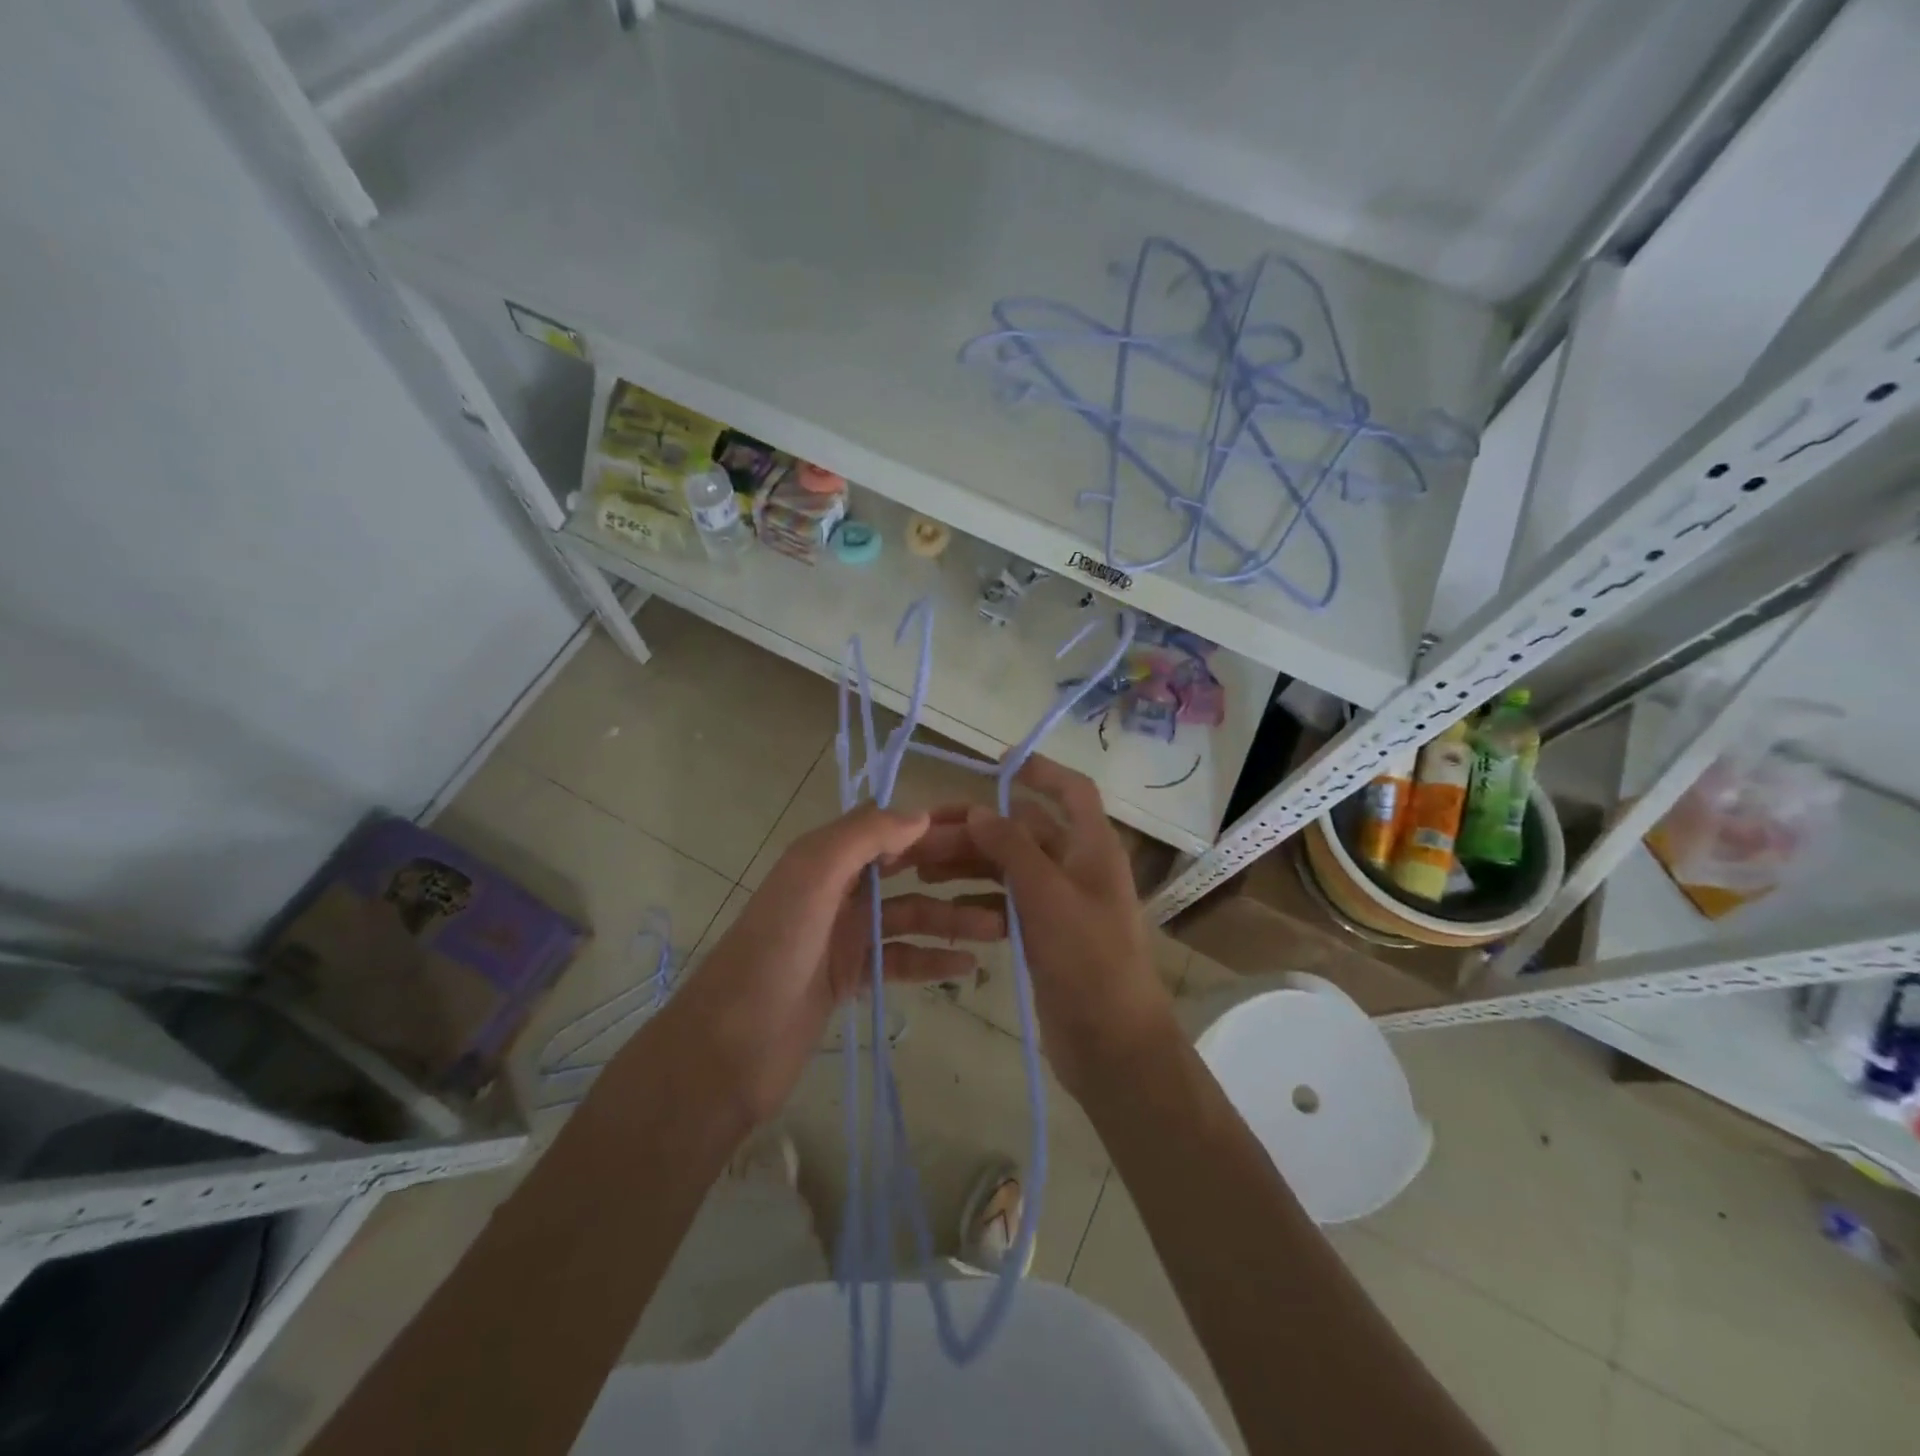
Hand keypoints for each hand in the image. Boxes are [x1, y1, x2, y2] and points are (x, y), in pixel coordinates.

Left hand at [662, 805, 1007, 1128]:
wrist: (727, 1050)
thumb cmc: (772, 953)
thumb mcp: (811, 878)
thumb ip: (862, 837)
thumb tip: (921, 814)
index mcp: (827, 857)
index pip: (893, 826)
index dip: (939, 822)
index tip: (991, 825)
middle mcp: (838, 889)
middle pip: (908, 868)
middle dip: (956, 868)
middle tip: (1012, 876)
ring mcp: (845, 934)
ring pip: (911, 916)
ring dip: (954, 918)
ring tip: (1003, 928)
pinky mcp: (850, 977)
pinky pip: (902, 959)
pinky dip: (932, 960)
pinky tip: (967, 967)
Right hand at [908, 757, 1176, 1097]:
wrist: (1112, 1044)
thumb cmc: (1088, 960)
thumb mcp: (1047, 895)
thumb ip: (1013, 847)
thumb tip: (981, 810)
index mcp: (1092, 848)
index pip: (1072, 791)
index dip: (1040, 771)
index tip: (997, 763)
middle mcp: (1078, 867)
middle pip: (1026, 830)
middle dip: (979, 828)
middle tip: (924, 837)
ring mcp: (1062, 903)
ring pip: (1011, 867)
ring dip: (972, 862)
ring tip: (923, 871)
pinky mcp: (1046, 935)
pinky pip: (1008, 902)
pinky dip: (980, 897)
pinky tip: (946, 903)